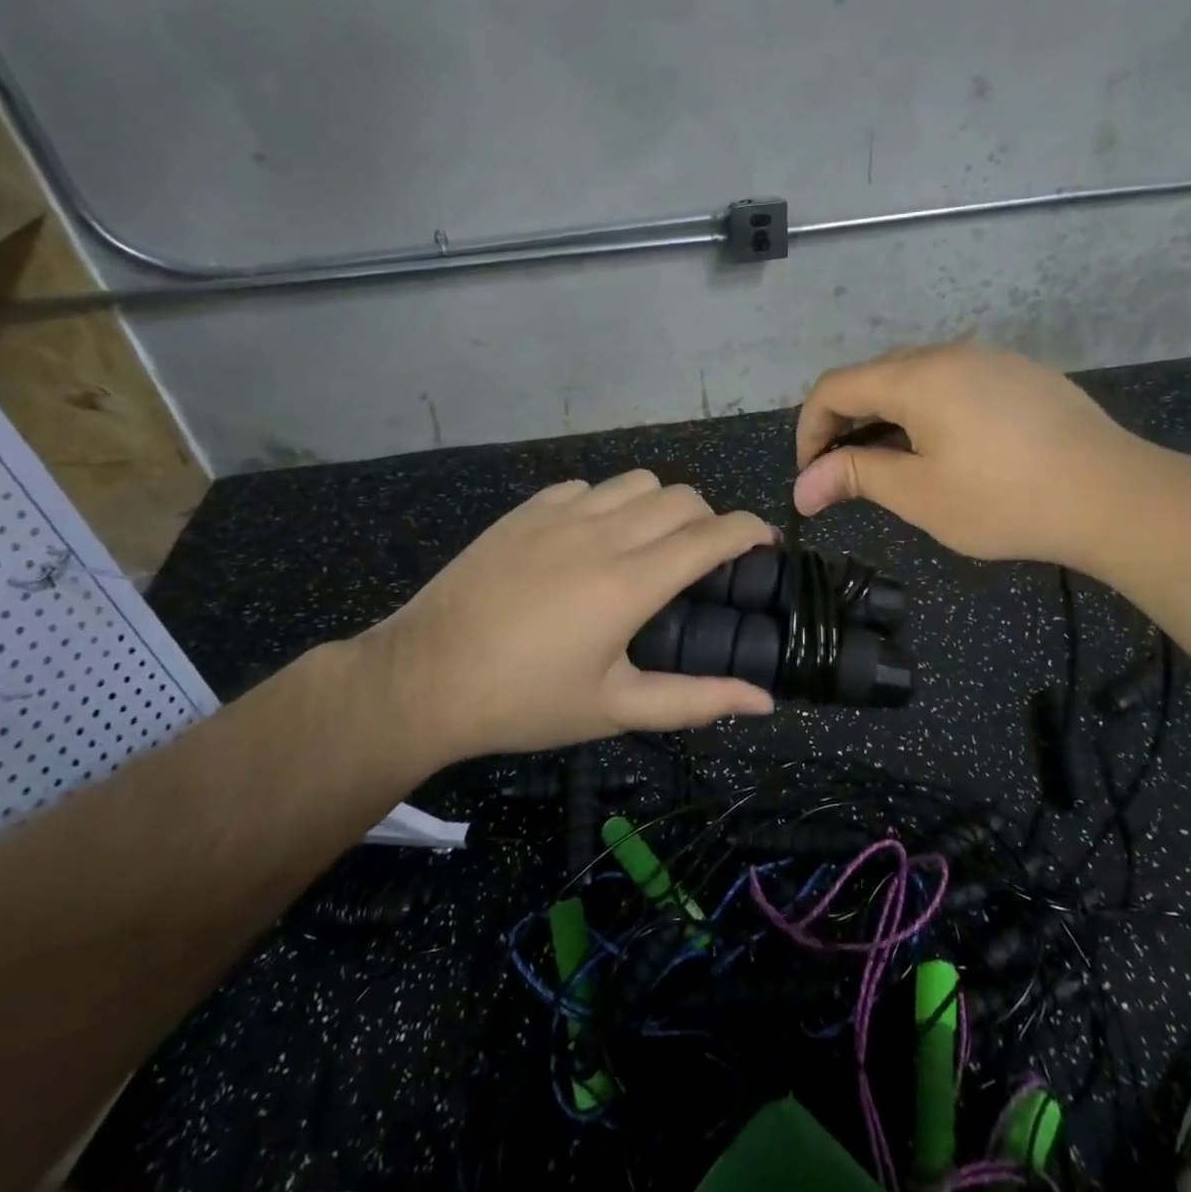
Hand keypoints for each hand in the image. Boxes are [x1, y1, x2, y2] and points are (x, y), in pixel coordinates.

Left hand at [348, 472, 776, 764]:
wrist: (425, 678)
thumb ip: (695, 700)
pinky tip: (593, 539)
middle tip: (703, 561)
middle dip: (709, 521)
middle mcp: (603, 533)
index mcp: (631, 582)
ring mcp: (561, 514)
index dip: (750, 531)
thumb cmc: (525, 701)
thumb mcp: (615, 710)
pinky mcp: (527, 509)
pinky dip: (609, 503)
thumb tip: (763, 700)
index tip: (765, 544)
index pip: (713, 534)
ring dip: (661, 505)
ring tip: (650, 544)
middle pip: (683, 498)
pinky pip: (588, 487)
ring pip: (638, 481)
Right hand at [792, 342, 1172, 566]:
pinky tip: (947, 448)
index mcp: (917, 376)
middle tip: (844, 474)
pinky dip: (927, 411)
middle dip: (845, 423)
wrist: (1115, 496)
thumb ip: (855, 476)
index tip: (811, 475)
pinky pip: (954, 382)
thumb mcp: (920, 494)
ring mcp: (991, 360)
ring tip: (892, 464)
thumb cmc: (1005, 499)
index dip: (809, 428)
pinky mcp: (1022, 375)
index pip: (835, 387)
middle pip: (873, 376)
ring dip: (886, 416)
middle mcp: (950, 353)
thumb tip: (803, 487)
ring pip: (915, 378)